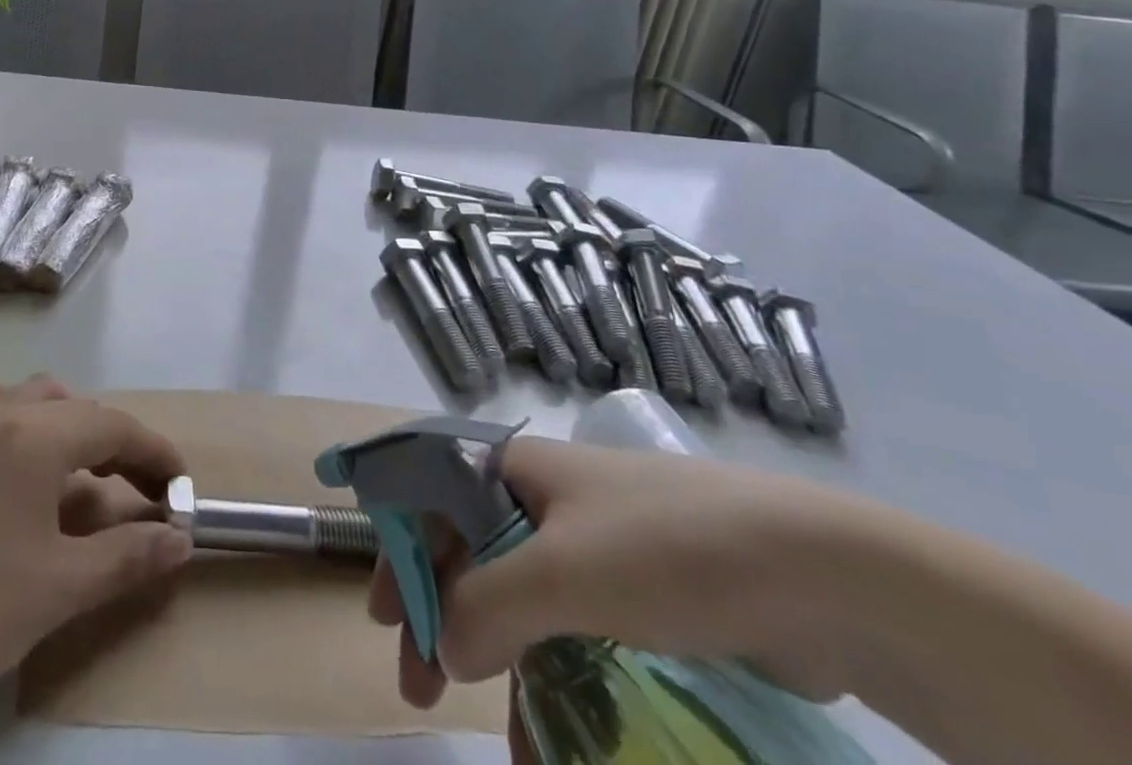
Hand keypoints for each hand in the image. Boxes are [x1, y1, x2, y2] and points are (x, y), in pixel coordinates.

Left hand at [0, 375, 192, 750]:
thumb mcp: (62, 587)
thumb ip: (128, 556)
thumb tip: (179, 539)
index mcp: (38, 437)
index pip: (115, 427)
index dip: (155, 454)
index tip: (181, 488)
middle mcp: (5, 411)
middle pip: (80, 409)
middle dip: (118, 444)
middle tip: (139, 491)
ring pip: (33, 394)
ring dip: (69, 421)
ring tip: (81, 468)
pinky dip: (7, 405)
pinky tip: (12, 438)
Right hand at [368, 438, 873, 712]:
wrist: (823, 578)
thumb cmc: (667, 548)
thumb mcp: (562, 572)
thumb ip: (486, 606)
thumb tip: (439, 645)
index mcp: (515, 469)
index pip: (431, 494)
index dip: (401, 545)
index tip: (383, 613)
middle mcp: (545, 499)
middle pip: (469, 550)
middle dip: (441, 615)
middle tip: (420, 685)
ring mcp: (595, 548)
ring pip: (521, 600)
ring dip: (499, 663)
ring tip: (501, 736)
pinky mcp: (640, 597)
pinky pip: (574, 636)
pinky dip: (555, 682)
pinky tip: (557, 741)